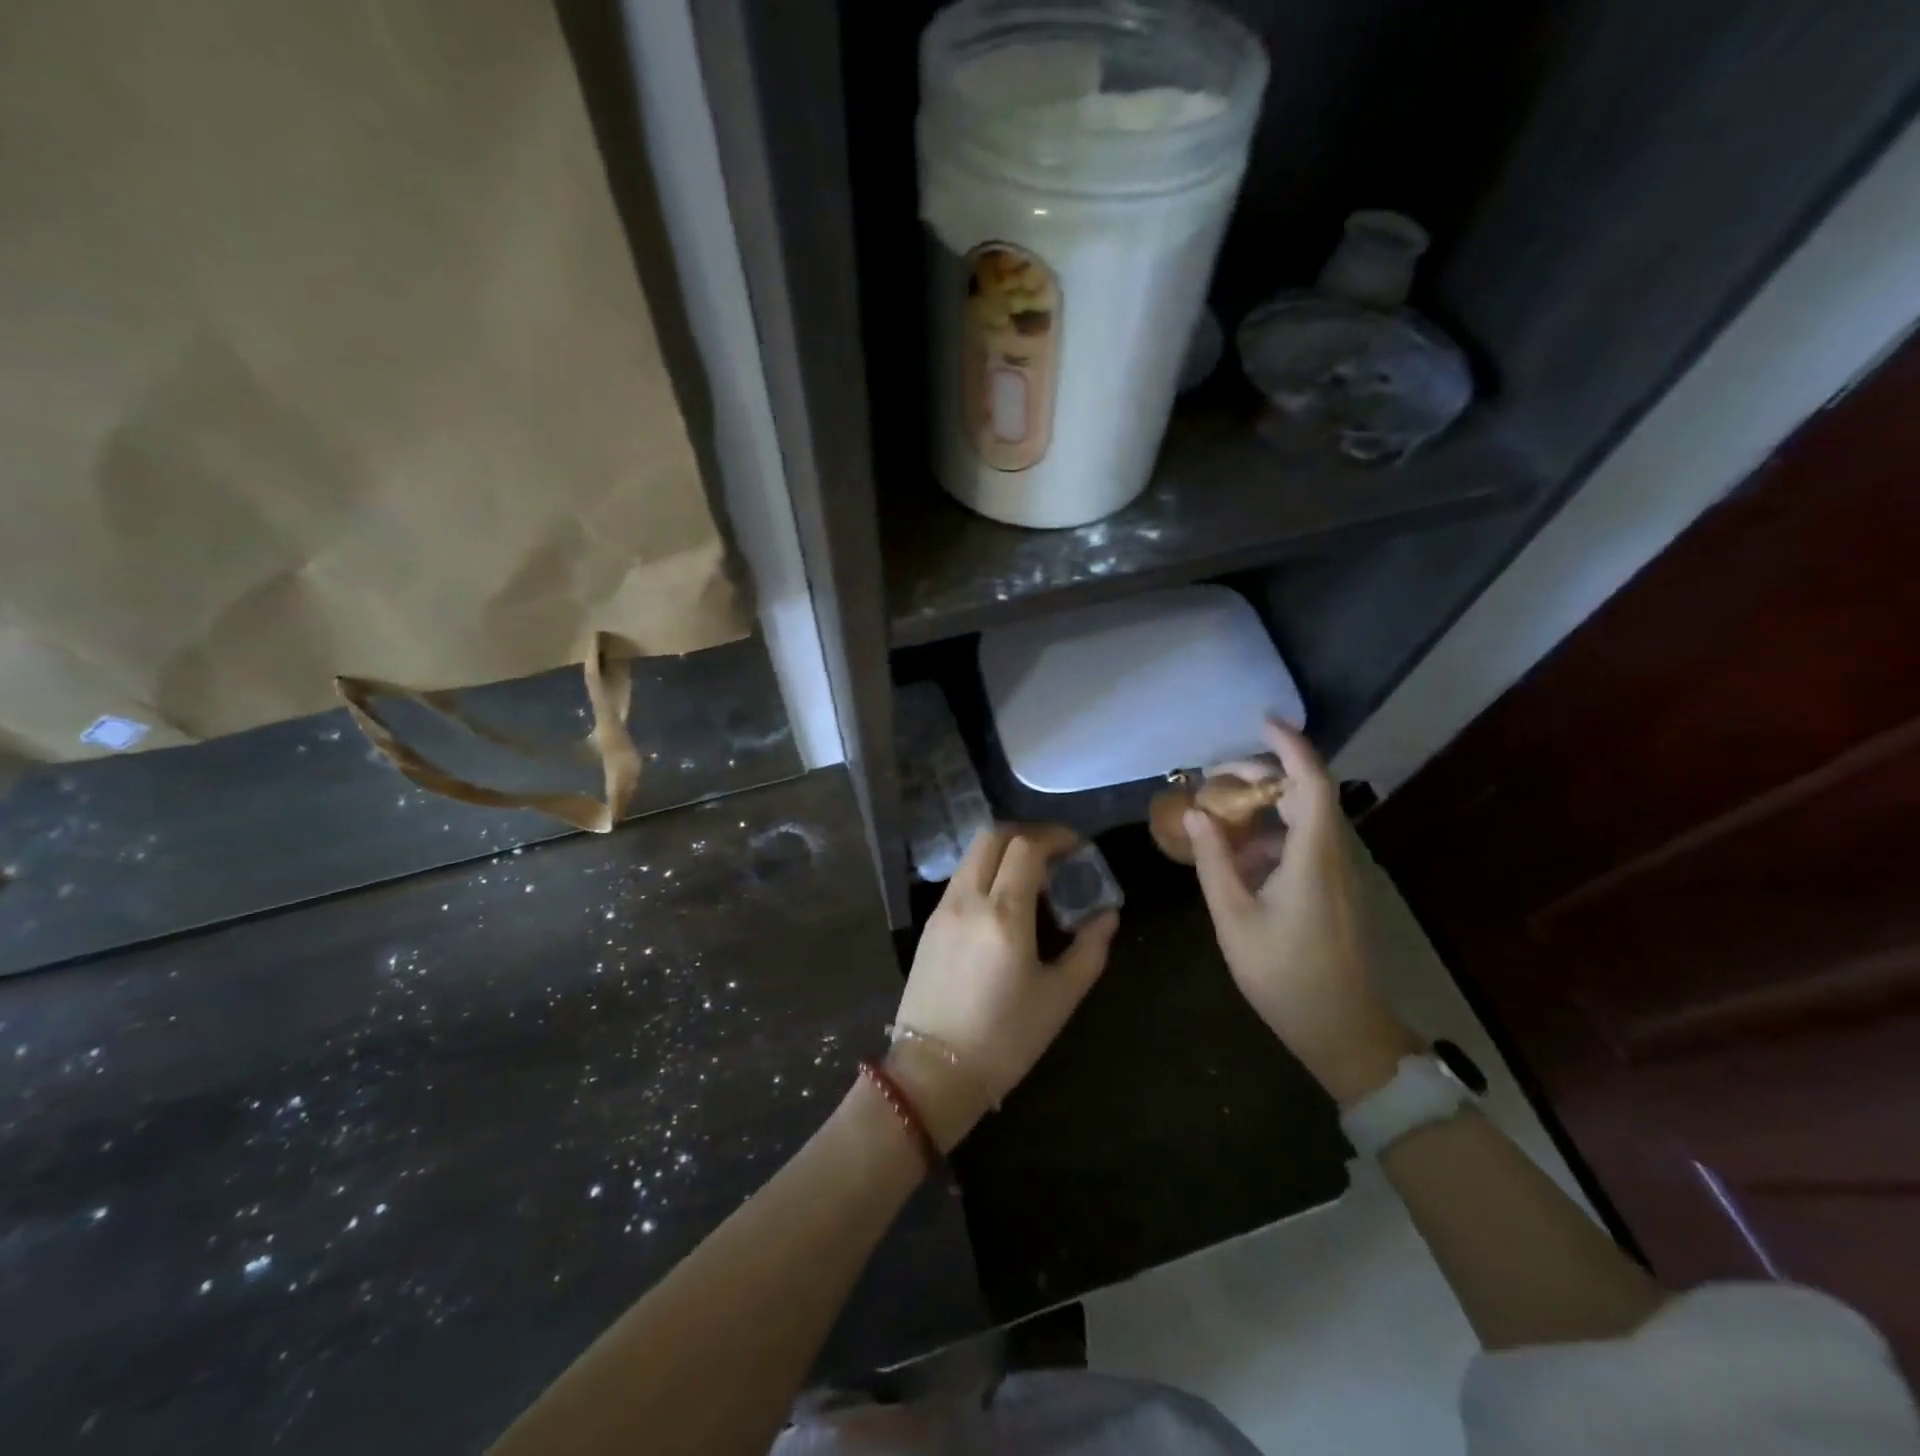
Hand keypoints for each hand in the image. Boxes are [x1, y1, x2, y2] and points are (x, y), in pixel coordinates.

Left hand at [889, 824, 1117, 1147]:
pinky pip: (961, 878)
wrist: (934, 1072)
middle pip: (992, 836)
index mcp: (1003, 914)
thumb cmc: (1005, 1039)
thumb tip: (1107, 915)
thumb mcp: (1059, 998)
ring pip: (972, 855)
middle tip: (1055, 852)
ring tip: (1032, 877)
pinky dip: (985, 871)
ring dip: (1004, 851)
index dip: (1055, 837)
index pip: (1026, 847)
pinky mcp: (929, 924)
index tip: (1078, 848)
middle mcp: (968, 899)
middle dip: (1027, 834)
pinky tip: (1004, 901)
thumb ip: (1089, 949)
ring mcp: (942, 909)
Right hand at [1187, 719, 1417, 1105]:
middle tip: (1213, 777)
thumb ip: (1213, 860)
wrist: (1344, 1031)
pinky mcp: (1334, 889)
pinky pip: (1302, 844)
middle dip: (1260, 775)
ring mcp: (1338, 872)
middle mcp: (1333, 854)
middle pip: (1305, 793)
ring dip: (1262, 807)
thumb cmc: (1285, 975)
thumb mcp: (1234, 917)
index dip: (1290, 746)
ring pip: (1303, 818)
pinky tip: (1235, 857)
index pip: (1311, 781)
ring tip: (1215, 814)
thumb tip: (1194, 813)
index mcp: (1314, 855)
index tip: (1261, 722)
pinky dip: (1269, 836)